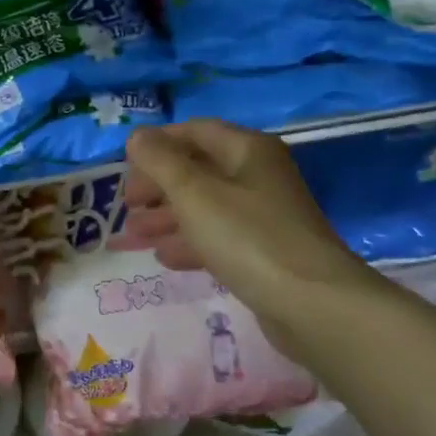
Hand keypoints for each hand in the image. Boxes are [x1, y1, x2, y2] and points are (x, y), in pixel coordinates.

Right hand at [111, 120, 372, 335]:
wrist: (311, 304)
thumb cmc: (247, 237)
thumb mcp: (194, 193)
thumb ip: (160, 162)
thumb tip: (137, 136)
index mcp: (246, 150)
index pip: (194, 131)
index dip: (157, 144)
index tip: (124, 167)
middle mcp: (257, 175)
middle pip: (197, 169)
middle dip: (157, 186)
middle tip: (127, 207)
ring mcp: (263, 215)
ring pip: (204, 206)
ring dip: (166, 217)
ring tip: (133, 236)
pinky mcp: (263, 251)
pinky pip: (217, 237)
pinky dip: (188, 242)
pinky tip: (164, 258)